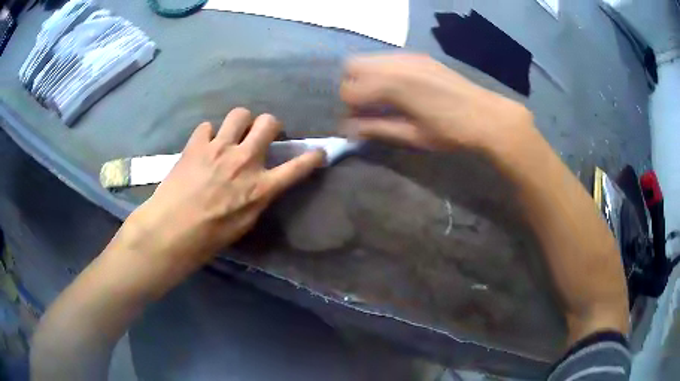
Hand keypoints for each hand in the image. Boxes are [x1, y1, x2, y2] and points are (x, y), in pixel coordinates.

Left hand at [111, 108, 323, 294]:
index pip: (297, 167)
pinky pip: (207, 126)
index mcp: (261, 187)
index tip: (318, 152)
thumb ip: (257, 197)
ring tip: (232, 134)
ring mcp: (220, 148)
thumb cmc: (210, 237)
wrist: (172, 230)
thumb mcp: (244, 224)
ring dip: (240, 122)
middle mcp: (245, 161)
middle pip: (269, 122)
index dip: (312, 157)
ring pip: (240, 114)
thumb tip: (260, 183)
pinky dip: (208, 134)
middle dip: (270, 125)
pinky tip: (203, 147)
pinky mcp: (197, 144)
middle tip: (261, 135)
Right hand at [340, 53, 532, 153]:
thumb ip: (377, 129)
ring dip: (366, 77)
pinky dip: (383, 72)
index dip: (349, 109)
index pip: (350, 89)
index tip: (357, 124)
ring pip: (370, 59)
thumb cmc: (450, 131)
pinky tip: (399, 90)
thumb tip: (350, 130)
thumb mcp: (412, 136)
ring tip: (381, 99)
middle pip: (352, 65)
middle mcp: (395, 63)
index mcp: (392, 85)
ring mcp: (408, 57)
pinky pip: (388, 59)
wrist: (486, 116)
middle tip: (365, 107)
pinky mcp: (420, 57)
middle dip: (352, 86)